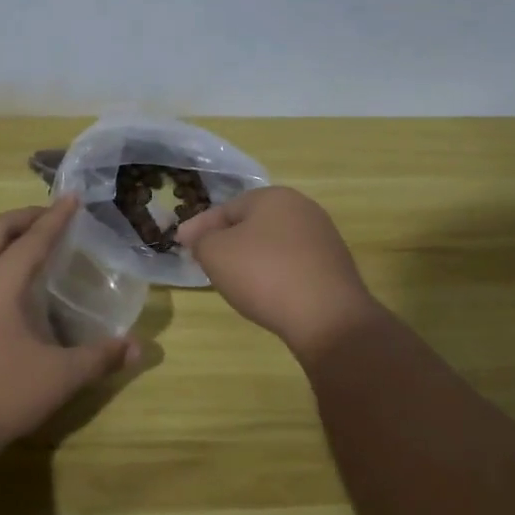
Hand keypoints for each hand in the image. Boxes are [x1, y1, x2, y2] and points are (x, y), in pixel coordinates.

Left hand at [0, 196, 139, 462]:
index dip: (56, 217)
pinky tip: (5, 290)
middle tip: (50, 217)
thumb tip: (138, 348)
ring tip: (29, 246)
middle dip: (24, 217)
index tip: (73, 196)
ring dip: (3, 238)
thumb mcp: (58, 378)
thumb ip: (99, 358)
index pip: (33, 238)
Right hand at [178, 187, 382, 357]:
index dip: (199, 227)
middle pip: (252, 224)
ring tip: (233, 279)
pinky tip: (266, 292)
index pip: (226, 208)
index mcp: (273, 197)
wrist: (327, 317)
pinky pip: (292, 264)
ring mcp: (323, 238)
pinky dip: (274, 274)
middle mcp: (302, 209)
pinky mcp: (334, 267)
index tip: (180, 243)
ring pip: (273, 244)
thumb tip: (199, 237)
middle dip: (226, 240)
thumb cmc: (264, 274)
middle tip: (205, 260)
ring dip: (251, 258)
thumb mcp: (215, 253)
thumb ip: (201, 240)